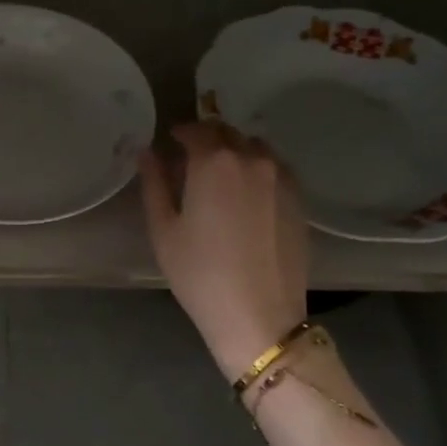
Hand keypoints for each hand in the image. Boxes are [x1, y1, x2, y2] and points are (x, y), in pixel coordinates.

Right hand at [140, 121, 308, 378]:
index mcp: (214, 162)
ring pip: (254, 147)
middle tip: (190, 159)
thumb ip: (154, 184)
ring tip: (220, 177)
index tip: (169, 144)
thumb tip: (147, 153)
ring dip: (234, 151)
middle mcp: (252, 159)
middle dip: (206, 138)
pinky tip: (246, 196)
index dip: (179, 133)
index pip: (195, 130)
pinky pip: (275, 168)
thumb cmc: (200, 274)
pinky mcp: (299, 198)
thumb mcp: (164, 230)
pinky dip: (257, 169)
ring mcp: (281, 177)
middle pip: (227, 132)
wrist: (258, 315)